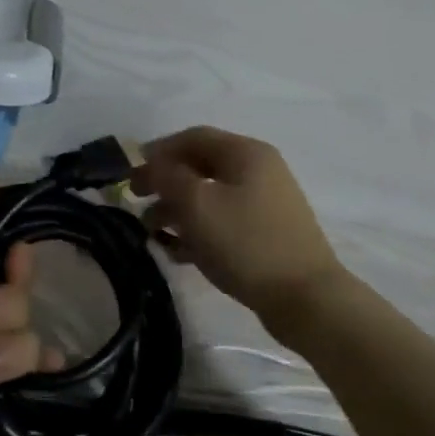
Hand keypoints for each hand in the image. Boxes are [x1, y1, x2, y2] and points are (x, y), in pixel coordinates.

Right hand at [131, 127, 345, 339]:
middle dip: (164, 182)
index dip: (157, 151)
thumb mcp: (196, 203)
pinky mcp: (266, 233)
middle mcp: (258, 170)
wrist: (305, 298)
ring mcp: (265, 203)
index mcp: (246, 153)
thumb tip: (152, 164)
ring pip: (210, 196)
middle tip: (135, 200)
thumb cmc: (245, 242)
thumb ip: (167, 176)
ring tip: (151, 232)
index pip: (193, 137)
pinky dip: (198, 230)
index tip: (129, 173)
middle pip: (200, 166)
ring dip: (176, 209)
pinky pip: (223, 221)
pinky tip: (178, 252)